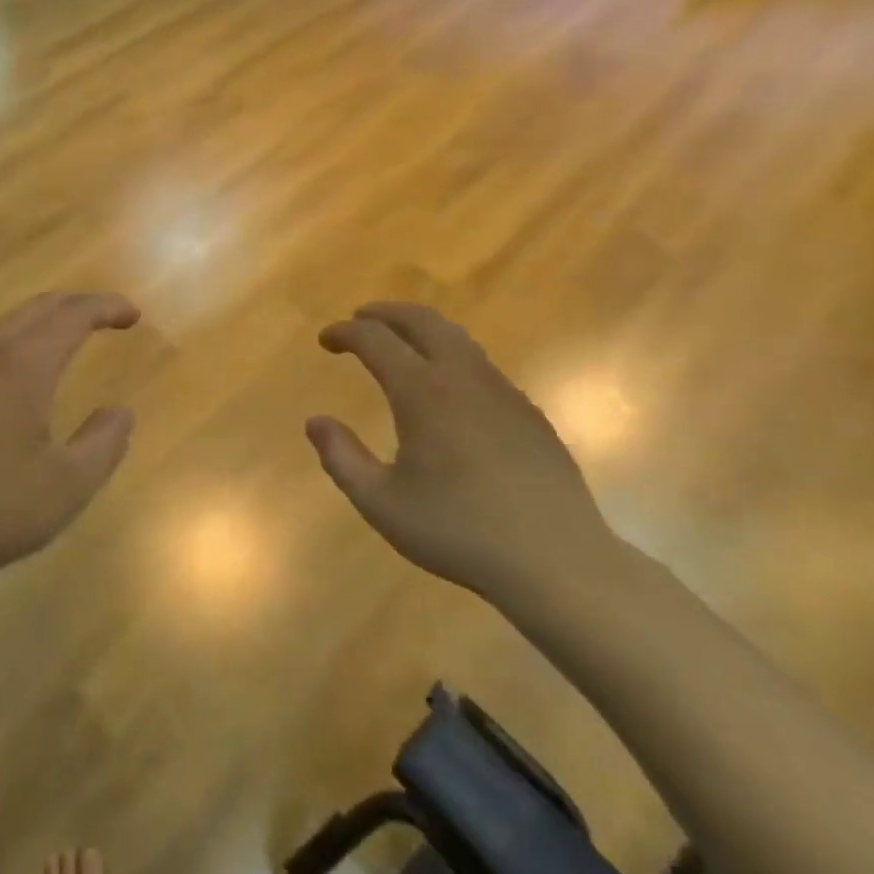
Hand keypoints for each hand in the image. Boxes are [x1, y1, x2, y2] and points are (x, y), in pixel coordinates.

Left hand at [0, 292, 140, 585]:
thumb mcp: (66, 486)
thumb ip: (104, 444)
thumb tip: (120, 412)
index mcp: (22, 366)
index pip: (71, 316)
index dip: (105, 307)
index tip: (132, 315)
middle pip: (38, 308)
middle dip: (77, 304)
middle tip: (108, 317)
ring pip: (8, 323)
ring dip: (45, 320)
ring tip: (70, 336)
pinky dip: (19, 340)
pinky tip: (21, 372)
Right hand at [307, 303, 620, 604]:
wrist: (557, 561)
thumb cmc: (458, 531)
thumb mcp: (381, 503)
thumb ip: (341, 458)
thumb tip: (315, 422)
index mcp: (422, 393)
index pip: (375, 339)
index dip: (345, 332)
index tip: (325, 340)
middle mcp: (463, 378)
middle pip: (422, 321)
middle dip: (386, 313)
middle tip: (360, 319)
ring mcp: (502, 392)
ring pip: (457, 339)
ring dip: (421, 330)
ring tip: (399, 344)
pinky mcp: (528, 413)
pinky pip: (481, 366)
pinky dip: (450, 357)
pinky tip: (446, 389)